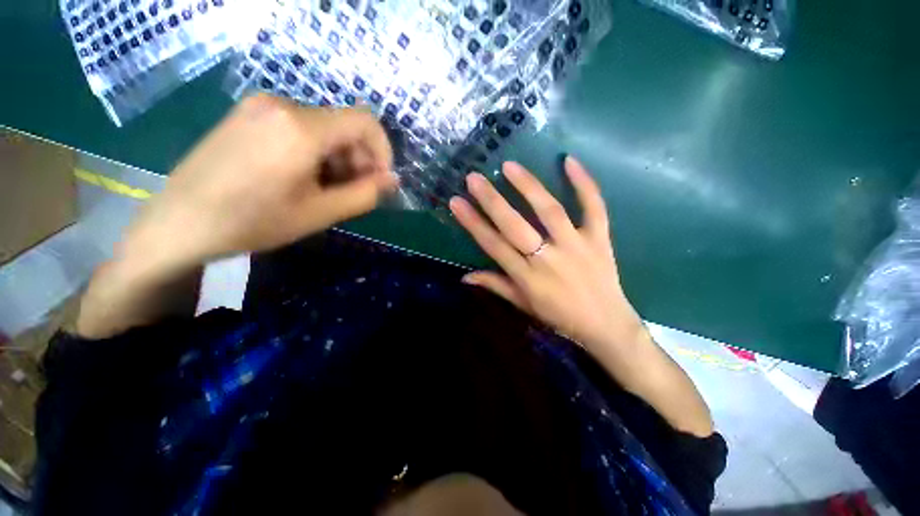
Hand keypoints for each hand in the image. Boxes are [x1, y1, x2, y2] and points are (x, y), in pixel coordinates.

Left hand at [122, 94, 396, 273]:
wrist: (180, 222)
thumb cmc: (253, 221)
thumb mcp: (321, 213)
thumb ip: (365, 194)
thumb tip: (392, 180)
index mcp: (301, 127)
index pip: (366, 122)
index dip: (383, 151)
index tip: (380, 180)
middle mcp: (282, 104)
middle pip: (344, 126)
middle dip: (359, 159)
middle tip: (353, 192)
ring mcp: (261, 107)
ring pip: (323, 128)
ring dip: (338, 158)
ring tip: (326, 190)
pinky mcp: (249, 115)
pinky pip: (299, 128)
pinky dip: (315, 152)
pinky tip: (304, 178)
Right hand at [449, 157, 645, 355]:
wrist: (605, 324)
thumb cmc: (559, 316)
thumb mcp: (523, 304)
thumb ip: (495, 285)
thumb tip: (464, 276)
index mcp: (527, 277)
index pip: (493, 245)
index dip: (473, 223)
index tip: (457, 202)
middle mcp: (548, 258)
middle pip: (515, 226)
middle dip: (491, 201)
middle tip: (474, 178)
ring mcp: (576, 246)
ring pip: (549, 211)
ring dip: (528, 186)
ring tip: (509, 166)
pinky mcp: (599, 239)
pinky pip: (593, 208)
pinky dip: (584, 183)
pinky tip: (569, 160)